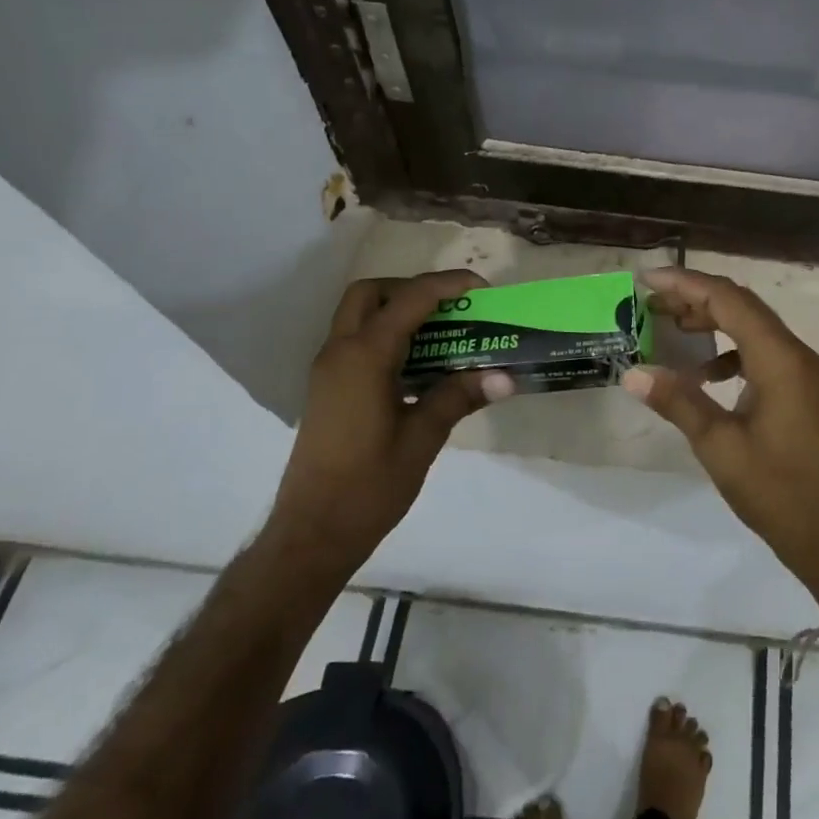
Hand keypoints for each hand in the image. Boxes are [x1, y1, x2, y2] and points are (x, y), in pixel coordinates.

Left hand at [267, 270, 514, 563]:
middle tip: (451, 308)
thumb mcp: (422, 438)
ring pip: (359, 316)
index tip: (482, 288)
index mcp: (364, 357)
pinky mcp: (327, 389)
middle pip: (371, 293)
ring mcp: (328, 371)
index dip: (447, 285)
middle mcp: (340, 352)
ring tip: (443, 333)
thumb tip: (506, 376)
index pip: (409, 300)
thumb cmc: (369, 486)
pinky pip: (356, 342)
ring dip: (398, 311)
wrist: (312, 533)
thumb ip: (459, 397)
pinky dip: (387, 336)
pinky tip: (419, 366)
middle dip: (412, 289)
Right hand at [622, 267, 818, 606]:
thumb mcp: (718, 445)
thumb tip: (632, 372)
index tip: (646, 279)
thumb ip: (677, 401)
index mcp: (778, 358)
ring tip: (668, 326)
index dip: (686, 284)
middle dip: (695, 297)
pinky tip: (702, 373)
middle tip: (650, 301)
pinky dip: (727, 351)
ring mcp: (799, 371)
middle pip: (741, 306)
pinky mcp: (797, 389)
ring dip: (711, 321)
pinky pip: (758, 352)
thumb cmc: (775, 489)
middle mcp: (793, 353)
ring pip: (750, 326)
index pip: (728, 300)